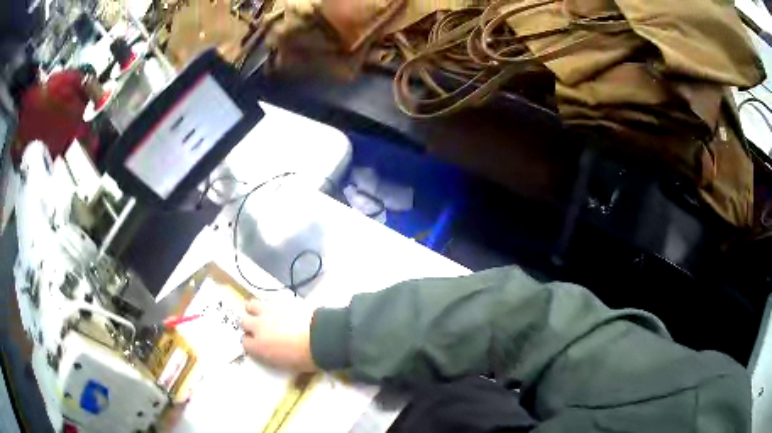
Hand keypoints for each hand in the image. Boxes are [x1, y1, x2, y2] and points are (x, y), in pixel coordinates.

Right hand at [240, 298, 317, 371]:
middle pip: (243, 321)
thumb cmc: (306, 358)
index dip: (251, 344)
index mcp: (259, 346)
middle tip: (259, 329)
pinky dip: (271, 303)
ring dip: (255, 310)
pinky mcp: (280, 299)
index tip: (257, 344)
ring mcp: (268, 311)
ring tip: (263, 314)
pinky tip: (278, 307)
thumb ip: (274, 356)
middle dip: (249, 325)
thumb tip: (273, 351)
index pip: (245, 343)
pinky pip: (269, 298)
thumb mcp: (287, 364)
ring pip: (251, 305)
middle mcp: (258, 327)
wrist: (321, 337)